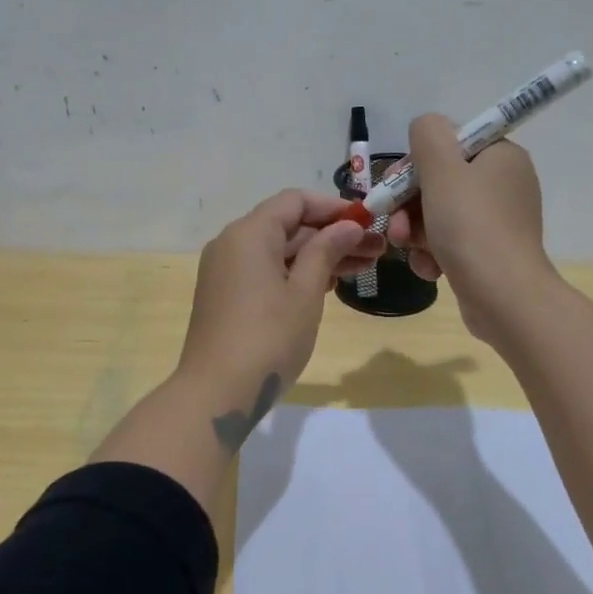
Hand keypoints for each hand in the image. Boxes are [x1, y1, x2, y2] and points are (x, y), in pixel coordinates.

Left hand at [177, 190, 384, 443]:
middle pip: (287, 225)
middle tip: (375, 250)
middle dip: (331, 235)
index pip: (295, 201)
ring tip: (362, 268)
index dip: (334, 208)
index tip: (368, 222)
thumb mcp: (305, 292)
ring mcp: (225, 270)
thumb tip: (348, 226)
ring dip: (317, 256)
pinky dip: (295, 273)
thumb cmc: (269, 338)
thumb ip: (326, 251)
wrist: (217, 392)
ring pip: (278, 250)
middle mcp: (231, 243)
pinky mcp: (225, 295)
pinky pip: (264, 270)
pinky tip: (328, 286)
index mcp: (249, 233)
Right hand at [385, 113, 557, 339]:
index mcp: (501, 156)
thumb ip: (428, 135)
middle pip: (440, 180)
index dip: (417, 162)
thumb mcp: (442, 169)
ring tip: (405, 248)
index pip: (449, 142)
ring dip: (414, 230)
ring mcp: (498, 220)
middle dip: (408, 203)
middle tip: (393, 223)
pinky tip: (429, 268)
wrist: (504, 297)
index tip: (396, 184)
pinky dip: (433, 253)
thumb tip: (425, 127)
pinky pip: (450, 242)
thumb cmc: (471, 226)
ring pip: (439, 213)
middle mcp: (504, 183)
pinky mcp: (490, 252)